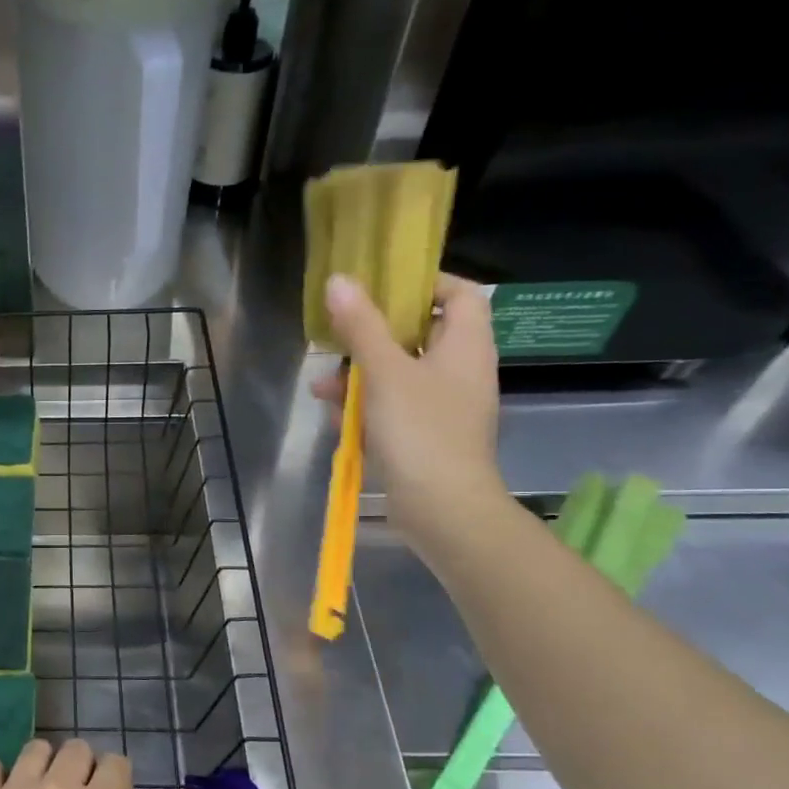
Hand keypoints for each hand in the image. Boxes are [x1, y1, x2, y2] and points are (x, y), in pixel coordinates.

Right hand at [311, 272, 507, 558]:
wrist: (442, 508)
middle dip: (374, 334)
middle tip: (339, 333)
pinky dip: (367, 406)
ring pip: (400, 373)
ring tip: (322, 385)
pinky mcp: (425, 435)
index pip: (460, 294)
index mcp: (466, 346)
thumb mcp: (384, 372)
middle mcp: (460, 371)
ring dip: (361, 374)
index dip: (426, 282)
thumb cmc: (420, 431)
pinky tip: (335, 415)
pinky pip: (394, 407)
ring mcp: (444, 406)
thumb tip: (340, 280)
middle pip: (421, 334)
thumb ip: (361, 326)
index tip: (382, 285)